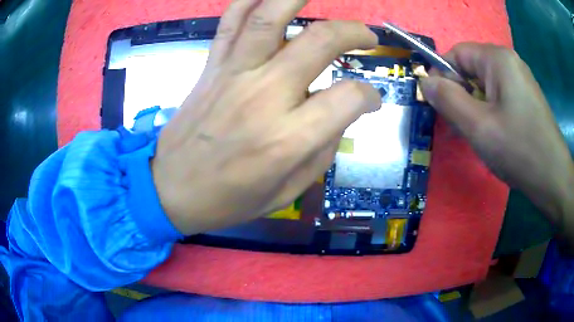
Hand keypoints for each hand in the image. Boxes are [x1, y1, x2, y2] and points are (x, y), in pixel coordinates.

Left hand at [151, 0, 380, 234]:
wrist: (170, 190)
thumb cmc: (228, 200)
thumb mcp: (286, 193)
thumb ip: (320, 153)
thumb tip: (338, 118)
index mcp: (288, 139)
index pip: (348, 98)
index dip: (369, 96)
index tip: (371, 100)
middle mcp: (264, 96)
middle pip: (319, 42)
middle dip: (352, 32)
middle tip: (366, 37)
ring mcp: (233, 75)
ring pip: (269, 18)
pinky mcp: (211, 67)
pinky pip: (229, 23)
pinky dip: (247, 2)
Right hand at [421, 43, 573, 238]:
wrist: (553, 179)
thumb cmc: (519, 150)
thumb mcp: (478, 126)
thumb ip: (447, 99)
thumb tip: (424, 81)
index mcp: (497, 59)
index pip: (456, 54)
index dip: (443, 76)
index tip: (440, 107)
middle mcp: (509, 62)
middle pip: (471, 70)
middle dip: (461, 97)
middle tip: (461, 128)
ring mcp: (520, 80)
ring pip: (485, 87)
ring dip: (475, 109)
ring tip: (478, 137)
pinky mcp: (526, 98)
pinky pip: (498, 98)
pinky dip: (489, 114)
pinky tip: (494, 136)